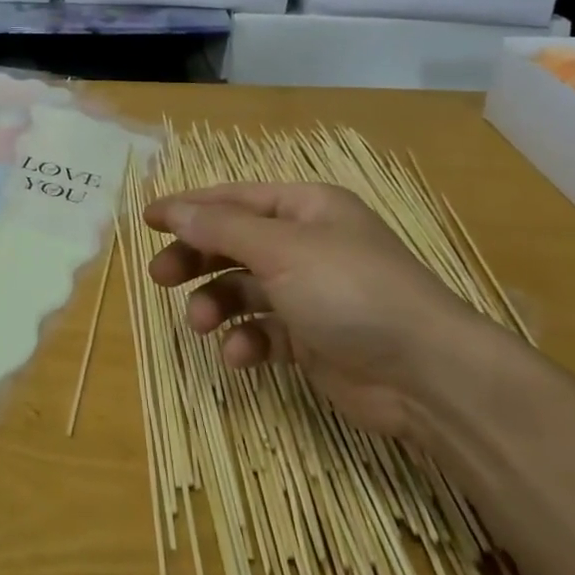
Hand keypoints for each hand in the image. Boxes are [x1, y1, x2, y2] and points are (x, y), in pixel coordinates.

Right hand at [144, 182, 511, 440]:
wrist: (427, 376)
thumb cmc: (351, 291)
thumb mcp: (280, 250)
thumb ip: (221, 229)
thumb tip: (173, 210)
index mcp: (306, 209)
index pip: (234, 199)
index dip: (189, 207)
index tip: (147, 220)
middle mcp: (307, 245)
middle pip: (233, 243)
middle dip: (196, 259)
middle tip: (160, 277)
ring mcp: (310, 293)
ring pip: (243, 289)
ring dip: (216, 304)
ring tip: (199, 323)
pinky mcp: (312, 338)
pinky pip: (264, 330)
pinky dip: (246, 339)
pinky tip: (239, 355)